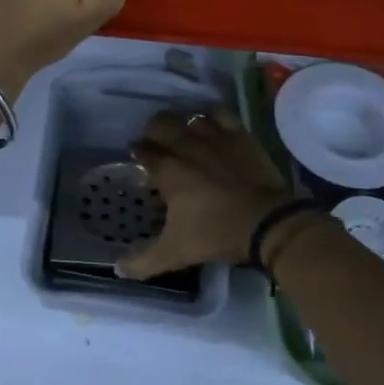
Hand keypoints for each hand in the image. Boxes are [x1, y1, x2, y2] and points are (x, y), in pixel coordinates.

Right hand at [118, 110, 302, 279]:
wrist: (267, 223)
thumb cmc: (216, 234)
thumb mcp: (175, 252)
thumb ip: (142, 261)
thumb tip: (116, 269)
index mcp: (167, 169)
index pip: (142, 150)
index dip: (137, 153)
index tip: (138, 160)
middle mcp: (186, 145)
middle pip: (160, 123)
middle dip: (154, 132)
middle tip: (158, 147)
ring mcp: (215, 137)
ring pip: (190, 117)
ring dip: (183, 125)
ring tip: (185, 138)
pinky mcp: (240, 136)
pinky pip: (220, 115)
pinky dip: (212, 118)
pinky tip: (212, 127)